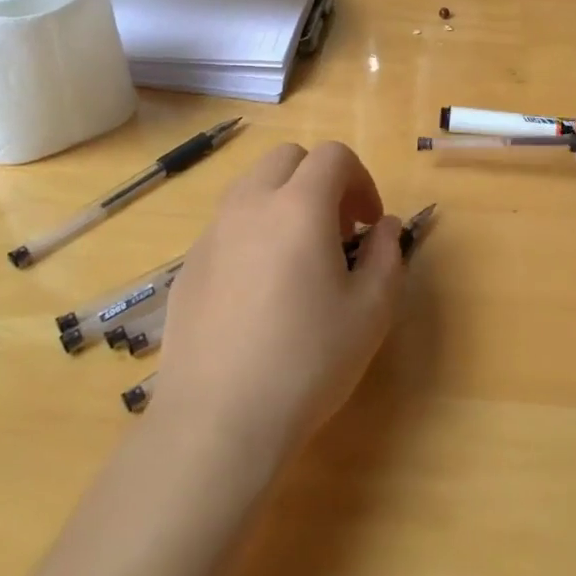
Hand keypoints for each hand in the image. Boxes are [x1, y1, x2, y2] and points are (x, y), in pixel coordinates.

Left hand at [155, 142, 405, 461]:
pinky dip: (252, 232)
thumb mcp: (371, 311)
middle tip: (335, 230)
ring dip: (283, 200)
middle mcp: (250, 205)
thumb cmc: (307, 361)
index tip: (368, 223)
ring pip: (251, 186)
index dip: (361, 180)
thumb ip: (387, 255)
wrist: (218, 420)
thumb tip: (385, 227)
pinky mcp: (189, 265)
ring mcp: (212, 233)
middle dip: (319, 180)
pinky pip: (226, 225)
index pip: (333, 156)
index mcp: (299, 206)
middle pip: (287, 158)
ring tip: (297, 256)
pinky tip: (259, 290)